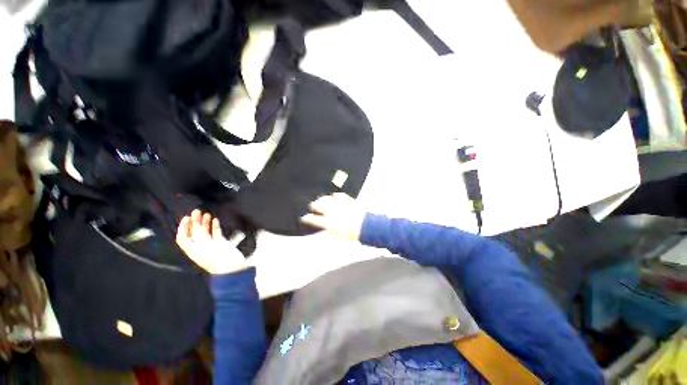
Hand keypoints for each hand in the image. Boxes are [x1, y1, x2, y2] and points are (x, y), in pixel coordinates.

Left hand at [176, 210, 250, 274]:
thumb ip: (188, 238)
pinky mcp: (221, 243)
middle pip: (194, 231)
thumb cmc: (211, 259)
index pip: (183, 237)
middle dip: (194, 220)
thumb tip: (188, 223)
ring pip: (205, 230)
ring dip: (205, 221)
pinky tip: (215, 220)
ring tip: (206, 215)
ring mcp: (210, 245)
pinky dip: (215, 225)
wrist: (230, 267)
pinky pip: (216, 232)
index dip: (183, 227)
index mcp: (192, 249)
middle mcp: (200, 246)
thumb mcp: (195, 250)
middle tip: (197, 211)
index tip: (188, 218)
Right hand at [301, 193, 365, 240]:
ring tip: (321, 200)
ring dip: (322, 199)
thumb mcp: (337, 236)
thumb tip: (323, 230)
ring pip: (325, 198)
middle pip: (317, 205)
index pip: (312, 219)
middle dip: (313, 205)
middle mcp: (330, 213)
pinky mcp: (345, 200)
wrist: (365, 226)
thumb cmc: (351, 233)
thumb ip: (328, 232)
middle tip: (312, 206)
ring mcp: (338, 205)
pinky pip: (338, 195)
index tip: (304, 218)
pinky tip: (334, 196)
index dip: (307, 218)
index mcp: (327, 223)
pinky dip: (335, 195)